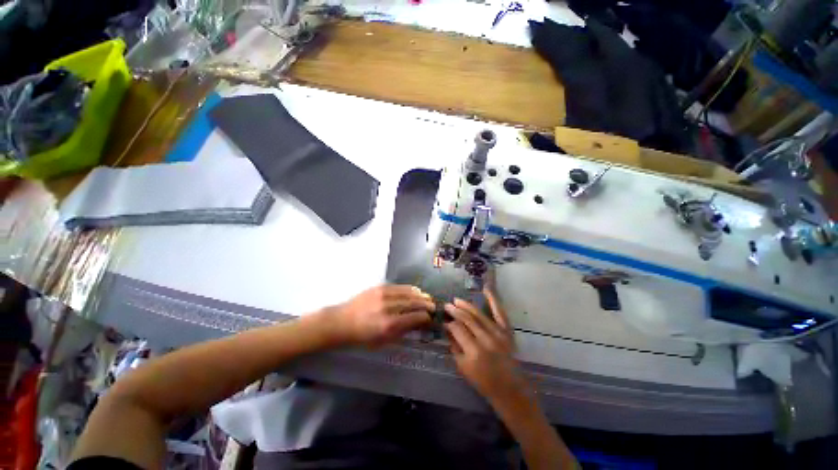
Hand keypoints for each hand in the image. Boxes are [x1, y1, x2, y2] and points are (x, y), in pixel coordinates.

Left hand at [329, 284, 433, 346]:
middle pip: (414, 303)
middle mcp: (388, 308)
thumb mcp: (382, 341)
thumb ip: (402, 332)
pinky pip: (399, 286)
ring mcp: (383, 295)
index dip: (425, 318)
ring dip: (420, 295)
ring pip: (408, 293)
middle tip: (433, 307)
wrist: (341, 322)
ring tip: (427, 298)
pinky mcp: (379, 287)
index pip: (415, 317)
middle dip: (426, 305)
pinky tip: (416, 290)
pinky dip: (410, 289)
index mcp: (389, 325)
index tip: (430, 319)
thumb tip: (418, 324)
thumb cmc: (361, 337)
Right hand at [445, 288, 527, 403]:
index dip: (449, 323)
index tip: (443, 321)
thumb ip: (454, 347)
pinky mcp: (507, 331)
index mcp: (474, 351)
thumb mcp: (463, 368)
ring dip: (466, 305)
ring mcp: (498, 334)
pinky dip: (493, 300)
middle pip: (467, 319)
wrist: (509, 389)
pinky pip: (500, 313)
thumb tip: (448, 330)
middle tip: (447, 306)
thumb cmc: (483, 382)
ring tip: (456, 300)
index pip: (457, 329)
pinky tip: (486, 289)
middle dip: (455, 311)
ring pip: (479, 314)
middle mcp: (486, 340)